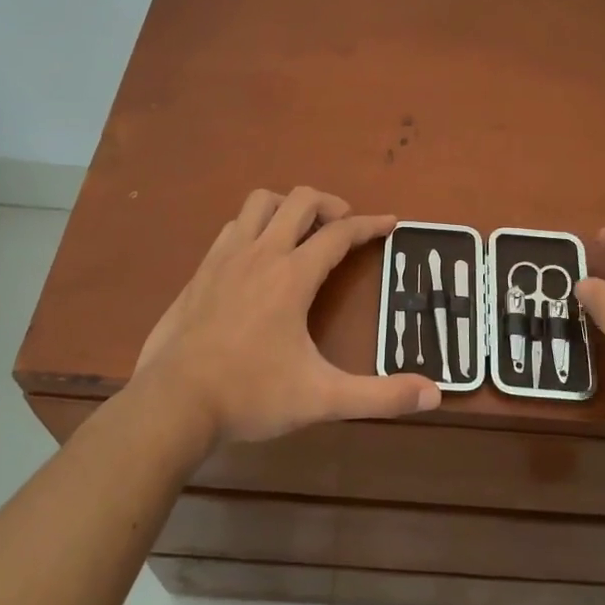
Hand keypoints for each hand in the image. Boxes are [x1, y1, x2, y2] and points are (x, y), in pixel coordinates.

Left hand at [132, 187, 441, 448]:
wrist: (172, 404)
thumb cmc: (250, 395)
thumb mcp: (322, 399)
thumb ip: (380, 396)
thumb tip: (433, 395)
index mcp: (292, 276)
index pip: (340, 233)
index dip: (370, 225)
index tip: (391, 223)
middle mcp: (260, 254)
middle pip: (300, 200)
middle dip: (330, 204)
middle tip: (346, 227)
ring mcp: (224, 259)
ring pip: (259, 204)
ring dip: (288, 207)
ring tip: (303, 231)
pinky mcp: (200, 272)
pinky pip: (233, 227)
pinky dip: (255, 226)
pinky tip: (258, 256)